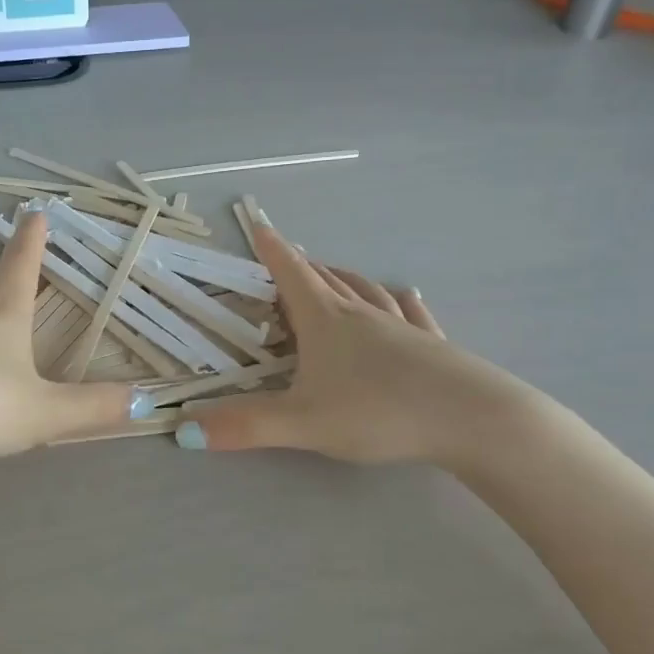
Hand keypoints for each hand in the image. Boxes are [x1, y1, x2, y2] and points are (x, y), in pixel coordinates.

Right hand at [180, 222, 529, 466]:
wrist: (472, 420)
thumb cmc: (379, 412)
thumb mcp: (302, 423)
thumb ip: (244, 426)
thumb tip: (181, 430)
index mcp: (325, 321)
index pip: (291, 274)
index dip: (271, 250)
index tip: (258, 224)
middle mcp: (361, 314)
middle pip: (325, 279)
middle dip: (301, 267)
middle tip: (285, 262)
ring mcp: (401, 326)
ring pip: (366, 290)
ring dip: (344, 277)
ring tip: (333, 272)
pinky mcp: (432, 345)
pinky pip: (410, 312)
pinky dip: (398, 300)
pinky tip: (405, 296)